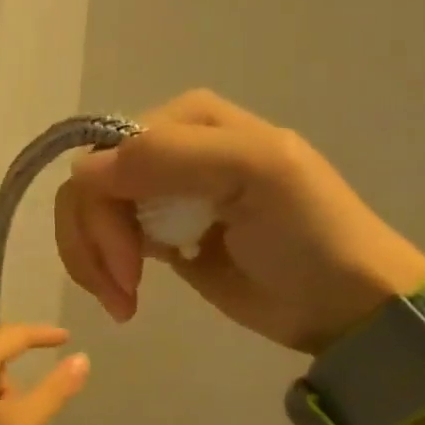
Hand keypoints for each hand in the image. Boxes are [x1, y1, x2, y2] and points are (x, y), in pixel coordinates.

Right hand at [55, 90, 424, 353]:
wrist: (342, 303)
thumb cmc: (309, 233)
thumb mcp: (254, 172)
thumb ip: (170, 157)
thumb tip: (82, 172)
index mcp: (188, 120)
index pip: (106, 152)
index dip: (103, 206)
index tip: (130, 261)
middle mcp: (165, 151)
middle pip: (89, 186)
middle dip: (95, 241)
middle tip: (125, 289)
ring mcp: (158, 196)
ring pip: (87, 215)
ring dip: (92, 262)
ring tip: (123, 304)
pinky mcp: (157, 238)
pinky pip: (101, 242)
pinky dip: (101, 272)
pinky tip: (125, 301)